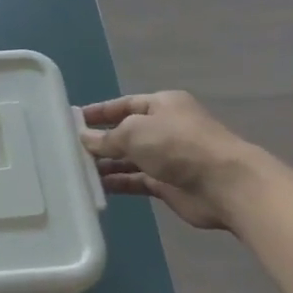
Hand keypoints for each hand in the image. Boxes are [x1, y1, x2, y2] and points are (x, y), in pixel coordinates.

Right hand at [79, 91, 258, 230]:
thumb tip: (85, 138)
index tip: (72, 120)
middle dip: (100, 141)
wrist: (224, 184)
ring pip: (129, 159)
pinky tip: (95, 188)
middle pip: (125, 133)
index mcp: (162, 105)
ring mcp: (167, 158)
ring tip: (76, 171)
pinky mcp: (167, 184)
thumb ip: (107, 137)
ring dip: (106, 164)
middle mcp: (165, 128)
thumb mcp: (135, 132)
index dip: (99, 112)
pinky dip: (118, 183)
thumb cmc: (178, 145)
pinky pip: (136, 181)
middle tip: (68, 149)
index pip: (123, 105)